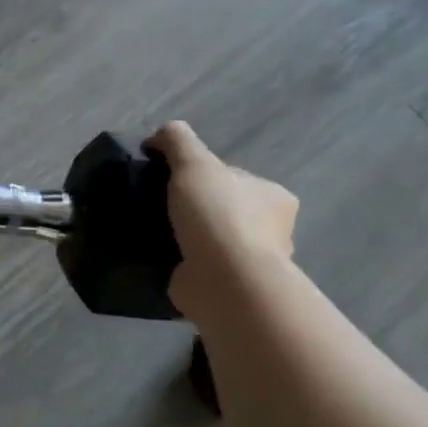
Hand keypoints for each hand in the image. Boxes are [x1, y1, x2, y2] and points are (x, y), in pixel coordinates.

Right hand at [145, 121, 298, 319]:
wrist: (223, 280)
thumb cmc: (218, 216)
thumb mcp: (193, 163)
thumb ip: (177, 141)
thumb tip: (159, 136)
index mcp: (274, 198)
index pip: (235, 179)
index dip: (203, 178)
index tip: (172, 183)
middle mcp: (272, 232)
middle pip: (225, 212)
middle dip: (197, 212)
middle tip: (159, 211)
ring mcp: (251, 265)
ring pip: (214, 245)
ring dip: (189, 243)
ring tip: (153, 237)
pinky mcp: (230, 290)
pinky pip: (202, 272)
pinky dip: (183, 268)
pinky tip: (160, 263)